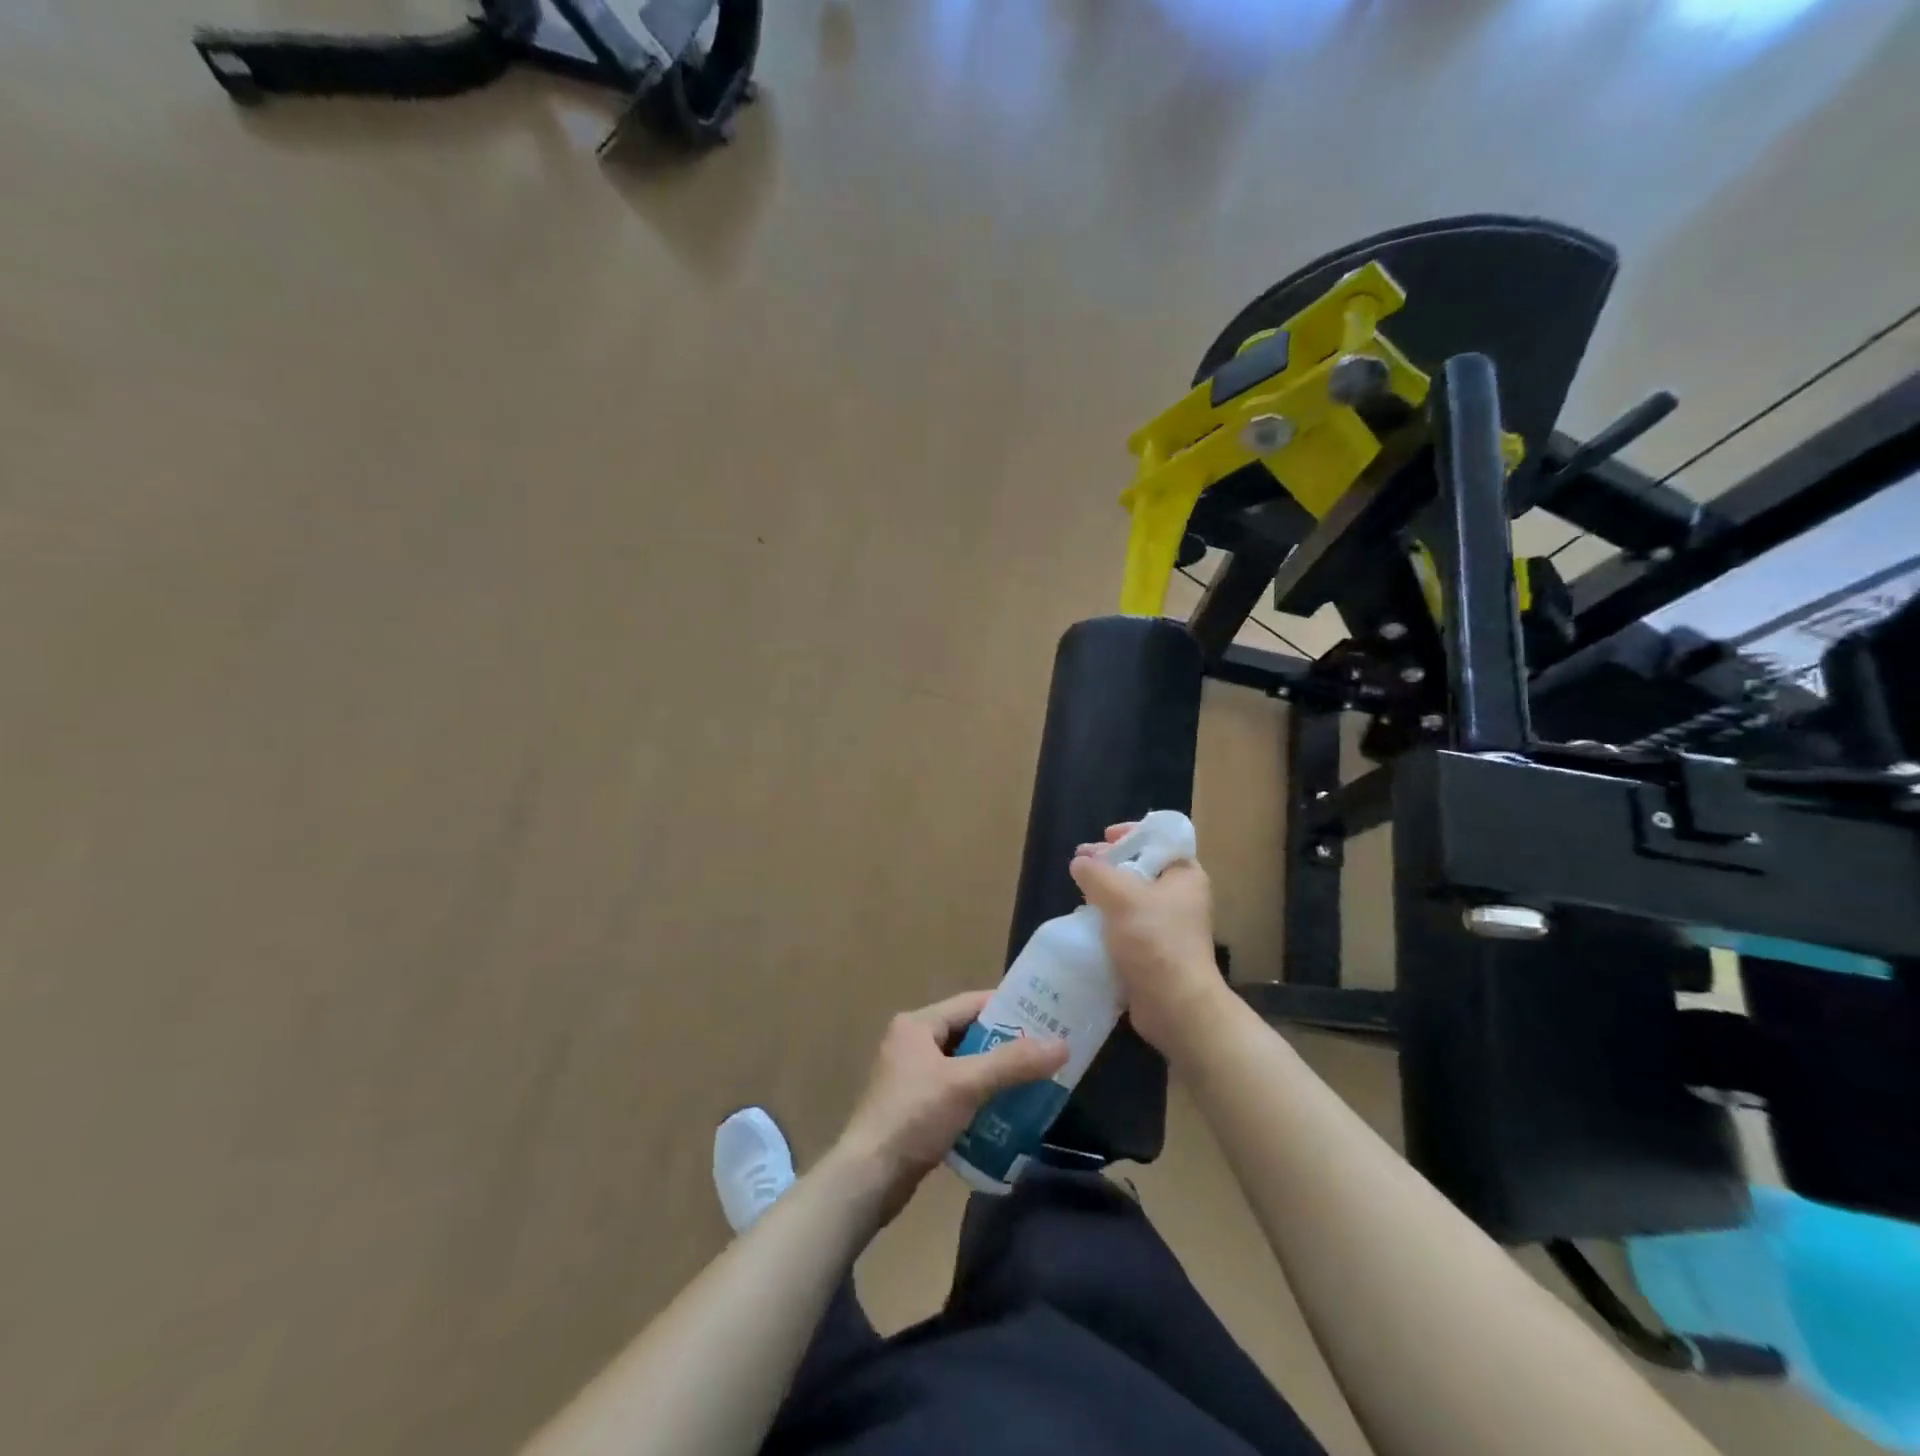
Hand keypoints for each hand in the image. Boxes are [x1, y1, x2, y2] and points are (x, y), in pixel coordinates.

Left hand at [836, 991, 1066, 1222]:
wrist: (868, 1179)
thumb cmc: (914, 1117)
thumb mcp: (966, 1084)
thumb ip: (1013, 1063)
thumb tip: (1062, 1044)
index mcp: (917, 1025)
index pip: (971, 1003)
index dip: (1009, 1008)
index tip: (1045, 1017)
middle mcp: (912, 1043)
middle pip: (969, 1035)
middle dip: (1006, 1046)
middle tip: (1045, 1054)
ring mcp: (911, 1077)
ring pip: (964, 1066)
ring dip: (994, 1075)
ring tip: (1033, 1084)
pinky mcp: (913, 1108)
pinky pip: (956, 1092)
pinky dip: (979, 1099)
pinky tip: (1005, 1114)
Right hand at [1069, 823, 1225, 1057]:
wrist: (1175, 1006)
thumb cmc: (1154, 941)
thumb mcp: (1120, 897)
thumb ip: (1096, 873)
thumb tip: (1080, 862)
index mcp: (1184, 875)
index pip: (1160, 839)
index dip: (1131, 834)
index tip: (1103, 838)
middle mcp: (1181, 896)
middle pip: (1141, 867)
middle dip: (1110, 864)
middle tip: (1081, 866)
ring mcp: (1168, 926)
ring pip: (1131, 898)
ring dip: (1105, 895)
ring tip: (1080, 896)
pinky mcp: (1155, 951)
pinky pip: (1127, 926)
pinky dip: (1108, 922)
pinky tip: (1088, 925)